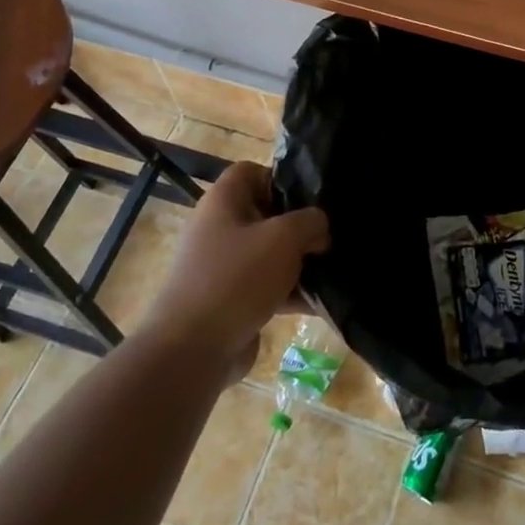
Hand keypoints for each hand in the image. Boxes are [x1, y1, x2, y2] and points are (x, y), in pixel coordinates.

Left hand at [142, 163, 329, 369]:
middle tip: (329, 236)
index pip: (252, 172)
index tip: (310, 199)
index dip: (281, 179)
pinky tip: (321, 304)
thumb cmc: (237, 278)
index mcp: (223, 202)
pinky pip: (266, 287)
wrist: (192, 351)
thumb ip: (311, 222)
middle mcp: (219, 229)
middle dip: (299, 226)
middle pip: (266, 214)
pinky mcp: (230, 301)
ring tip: (332, 270)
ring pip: (269, 254)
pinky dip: (290, 293)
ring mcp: (222, 267)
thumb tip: (320, 228)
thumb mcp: (284, 238)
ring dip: (299, 262)